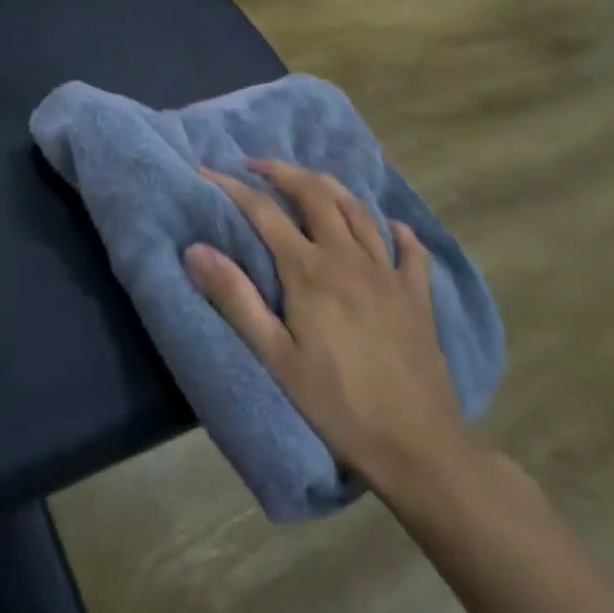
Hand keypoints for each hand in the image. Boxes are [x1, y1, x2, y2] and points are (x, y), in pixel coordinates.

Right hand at [184, 159, 482, 501]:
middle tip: (255, 166)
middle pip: (315, 194)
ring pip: (358, 210)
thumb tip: (194, 248)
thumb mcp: (274, 357)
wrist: (418, 447)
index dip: (232, 187)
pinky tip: (385, 225)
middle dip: (282, 171)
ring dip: (328, 187)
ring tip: (306, 181)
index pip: (264, 212)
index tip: (205, 171)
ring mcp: (389, 273)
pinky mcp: (417, 295)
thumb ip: (234, 298)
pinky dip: (391, 228)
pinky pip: (408, 248)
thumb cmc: (336, 405)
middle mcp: (350, 258)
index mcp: (311, 271)